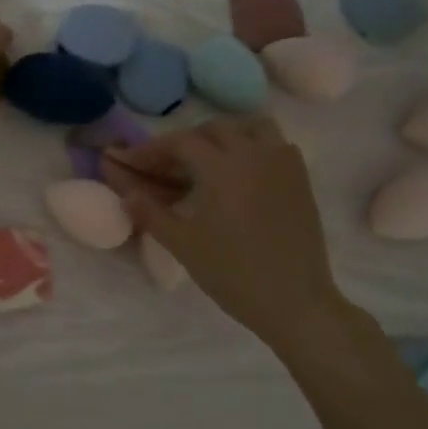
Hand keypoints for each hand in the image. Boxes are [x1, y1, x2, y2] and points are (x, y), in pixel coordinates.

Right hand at [101, 117, 356, 347]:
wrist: (295, 301)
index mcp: (222, 166)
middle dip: (186, 140)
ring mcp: (282, 163)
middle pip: (215, 128)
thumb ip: (150, 213)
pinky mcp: (300, 179)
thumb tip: (127, 194)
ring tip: (208, 159)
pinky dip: (254, 146)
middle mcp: (254, 154)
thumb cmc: (232, 272)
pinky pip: (276, 144)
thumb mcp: (182, 244)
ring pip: (252, 127)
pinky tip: (242, 172)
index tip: (132, 162)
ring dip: (225, 135)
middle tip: (167, 164)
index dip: (152, 149)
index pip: (180, 142)